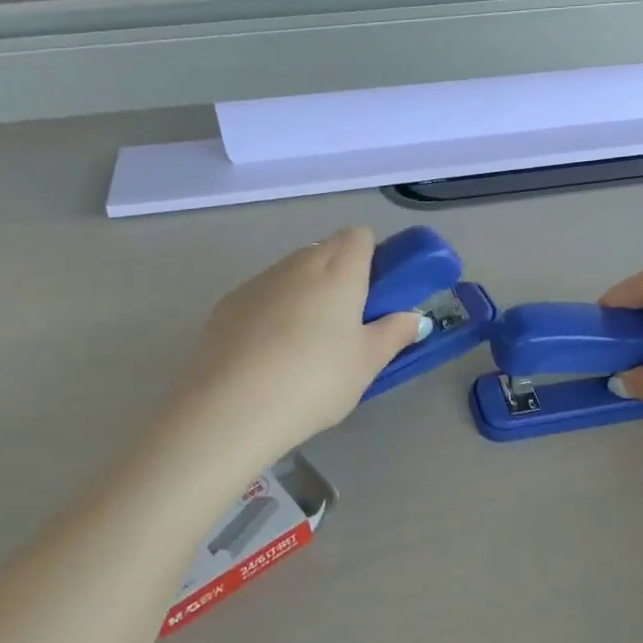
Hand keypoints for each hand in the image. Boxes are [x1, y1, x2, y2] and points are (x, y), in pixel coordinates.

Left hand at [175, 227, 423, 467]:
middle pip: (325, 251)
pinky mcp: (227, 305)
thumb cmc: (317, 379)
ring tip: (306, 345)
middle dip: (340, 276)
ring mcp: (258, 282)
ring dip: (306, 293)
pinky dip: (273, 312)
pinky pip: (262, 296)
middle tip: (348, 324)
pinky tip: (270, 354)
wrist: (234, 406)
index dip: (371, 257)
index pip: (359, 236)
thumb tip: (415, 318)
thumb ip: (395, 333)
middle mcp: (297, 264)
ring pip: (291, 273)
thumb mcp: (368, 362)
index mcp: (338, 270)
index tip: (376, 294)